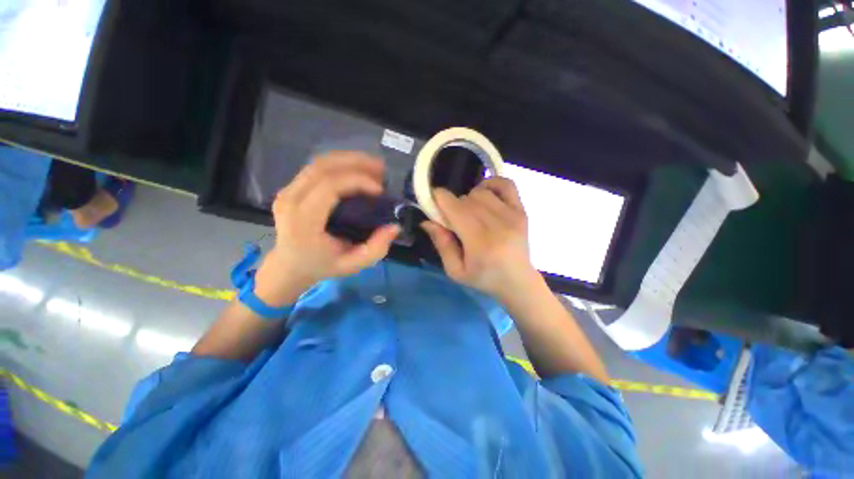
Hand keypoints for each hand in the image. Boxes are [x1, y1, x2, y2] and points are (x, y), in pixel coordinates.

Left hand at [255, 152, 400, 304]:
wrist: (289, 266)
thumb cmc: (321, 266)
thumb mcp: (352, 265)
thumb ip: (375, 249)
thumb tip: (394, 227)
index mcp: (303, 220)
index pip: (329, 186)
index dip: (358, 181)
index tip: (380, 190)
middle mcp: (290, 199)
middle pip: (323, 167)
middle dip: (356, 162)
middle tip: (382, 169)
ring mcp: (287, 191)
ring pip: (319, 162)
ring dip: (349, 159)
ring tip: (374, 166)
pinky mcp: (291, 187)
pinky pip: (316, 168)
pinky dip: (340, 164)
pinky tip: (357, 169)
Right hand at [421, 177, 539, 302]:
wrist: (518, 281)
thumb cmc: (484, 278)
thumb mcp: (455, 270)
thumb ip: (441, 244)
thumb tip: (427, 220)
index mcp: (479, 242)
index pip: (455, 208)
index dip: (439, 199)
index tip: (432, 202)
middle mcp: (497, 224)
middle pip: (465, 199)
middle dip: (453, 206)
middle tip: (454, 220)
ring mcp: (512, 215)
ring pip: (481, 192)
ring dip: (469, 199)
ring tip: (470, 213)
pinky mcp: (521, 211)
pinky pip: (505, 184)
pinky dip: (491, 184)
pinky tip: (486, 196)